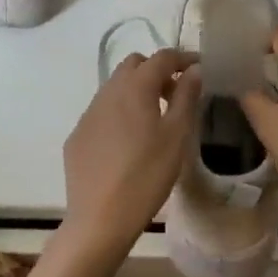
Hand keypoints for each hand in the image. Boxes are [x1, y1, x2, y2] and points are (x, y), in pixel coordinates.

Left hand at [61, 48, 200, 264]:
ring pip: (115, 86)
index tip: (199, 68)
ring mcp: (88, 112)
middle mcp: (108, 91)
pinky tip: (128, 142)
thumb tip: (194, 70)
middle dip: (156, 71)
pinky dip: (119, 112)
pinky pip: (102, 111)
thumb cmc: (147, 175)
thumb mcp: (177, 135)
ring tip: (154, 119)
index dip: (183, 58)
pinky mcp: (77, 135)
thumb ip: (186, 96)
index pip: (162, 57)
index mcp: (135, 86)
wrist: (99, 219)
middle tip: (175, 94)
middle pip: (134, 64)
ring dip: (136, 90)